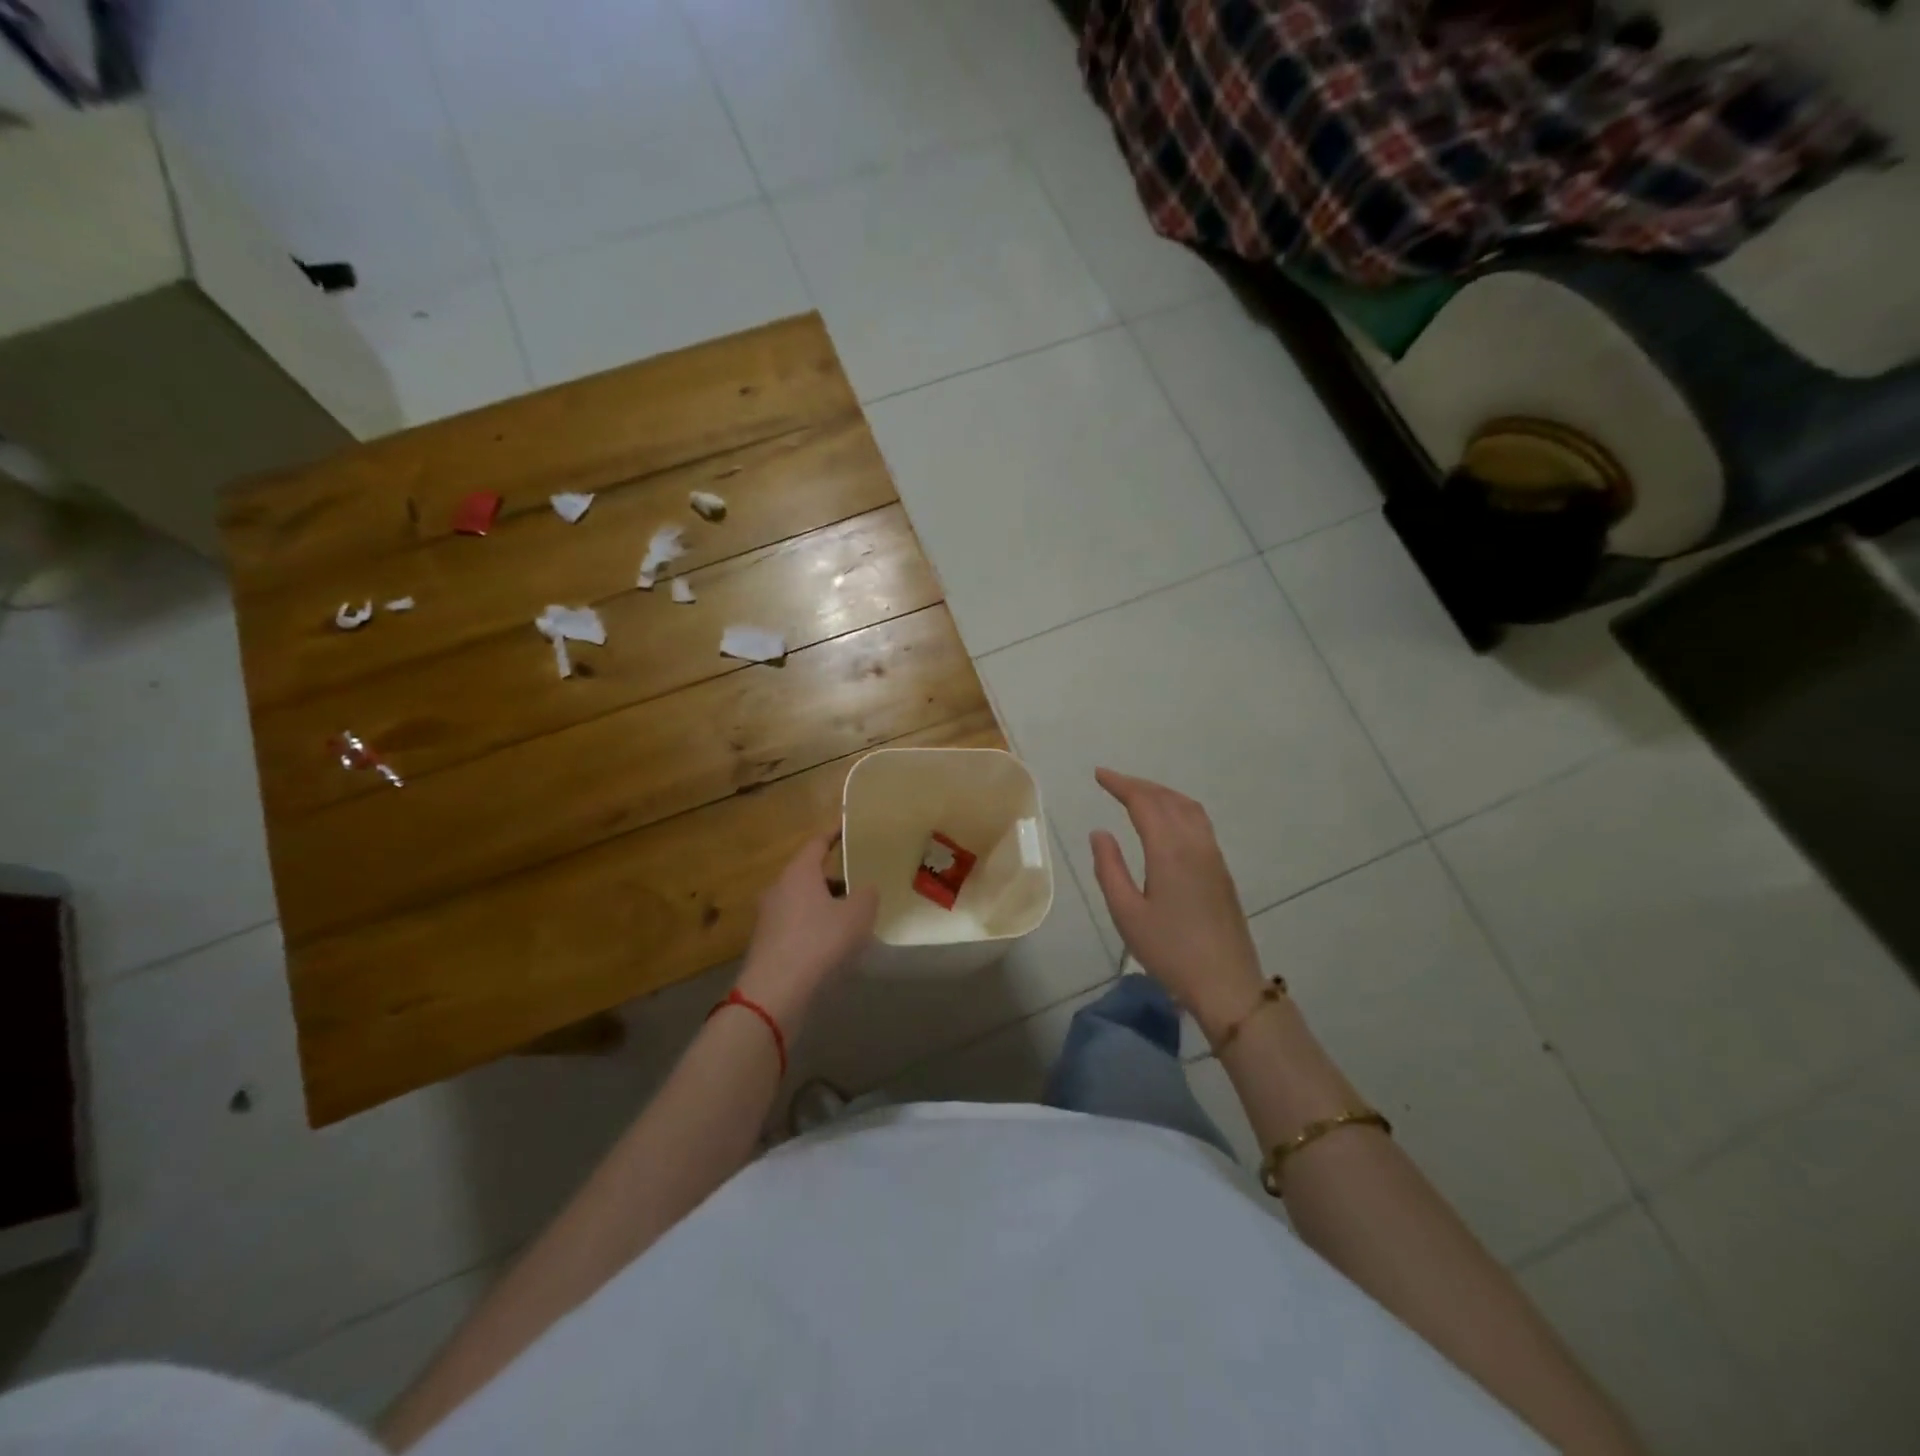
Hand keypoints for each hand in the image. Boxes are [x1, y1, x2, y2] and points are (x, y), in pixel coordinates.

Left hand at [735, 833, 877, 1028]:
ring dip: (824, 905)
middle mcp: (779, 887)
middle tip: (859, 882)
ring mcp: (768, 916)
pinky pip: (796, 924)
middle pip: (809, 873)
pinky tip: (831, 944)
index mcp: (799, 872)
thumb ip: (867, 895)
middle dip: (834, 877)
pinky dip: (814, 926)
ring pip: (802, 900)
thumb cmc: (819, 941)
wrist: (775, 991)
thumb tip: (865, 890)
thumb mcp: (858, 915)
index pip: (817, 842)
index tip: (848, 829)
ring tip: (850, 917)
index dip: (834, 834)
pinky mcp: (766, 942)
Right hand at [1088, 768, 1266, 1035]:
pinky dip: (1178, 807)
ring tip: (1138, 794)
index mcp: (1169, 850)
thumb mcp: (1127, 913)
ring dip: (1161, 793)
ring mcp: (1213, 855)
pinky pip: (1199, 822)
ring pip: (1188, 807)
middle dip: (1139, 785)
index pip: (1144, 802)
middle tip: (1112, 782)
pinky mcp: (1221, 869)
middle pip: (1167, 799)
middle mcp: (1194, 844)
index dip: (1120, 784)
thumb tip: (1100, 833)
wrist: (1226, 983)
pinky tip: (1168, 820)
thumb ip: (1110, 868)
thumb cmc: (1170, 951)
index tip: (1099, 775)